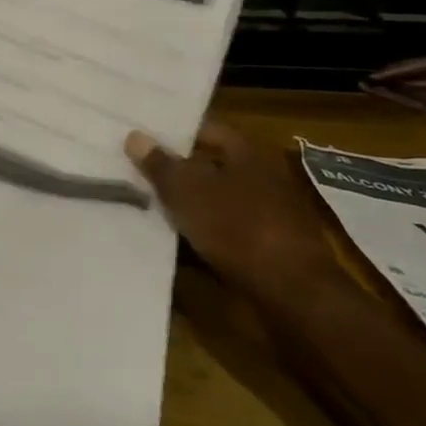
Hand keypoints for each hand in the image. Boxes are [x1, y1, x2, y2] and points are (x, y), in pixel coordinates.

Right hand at [125, 117, 347, 302]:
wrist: (293, 295)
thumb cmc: (238, 228)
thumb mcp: (188, 191)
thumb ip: (160, 164)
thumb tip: (135, 136)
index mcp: (248, 153)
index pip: (205, 130)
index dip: (173, 132)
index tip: (140, 136)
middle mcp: (261, 178)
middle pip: (208, 167)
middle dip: (174, 171)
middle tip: (132, 170)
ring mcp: (266, 216)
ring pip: (213, 202)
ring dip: (184, 206)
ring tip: (141, 206)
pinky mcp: (264, 250)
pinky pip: (221, 233)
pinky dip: (198, 236)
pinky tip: (169, 243)